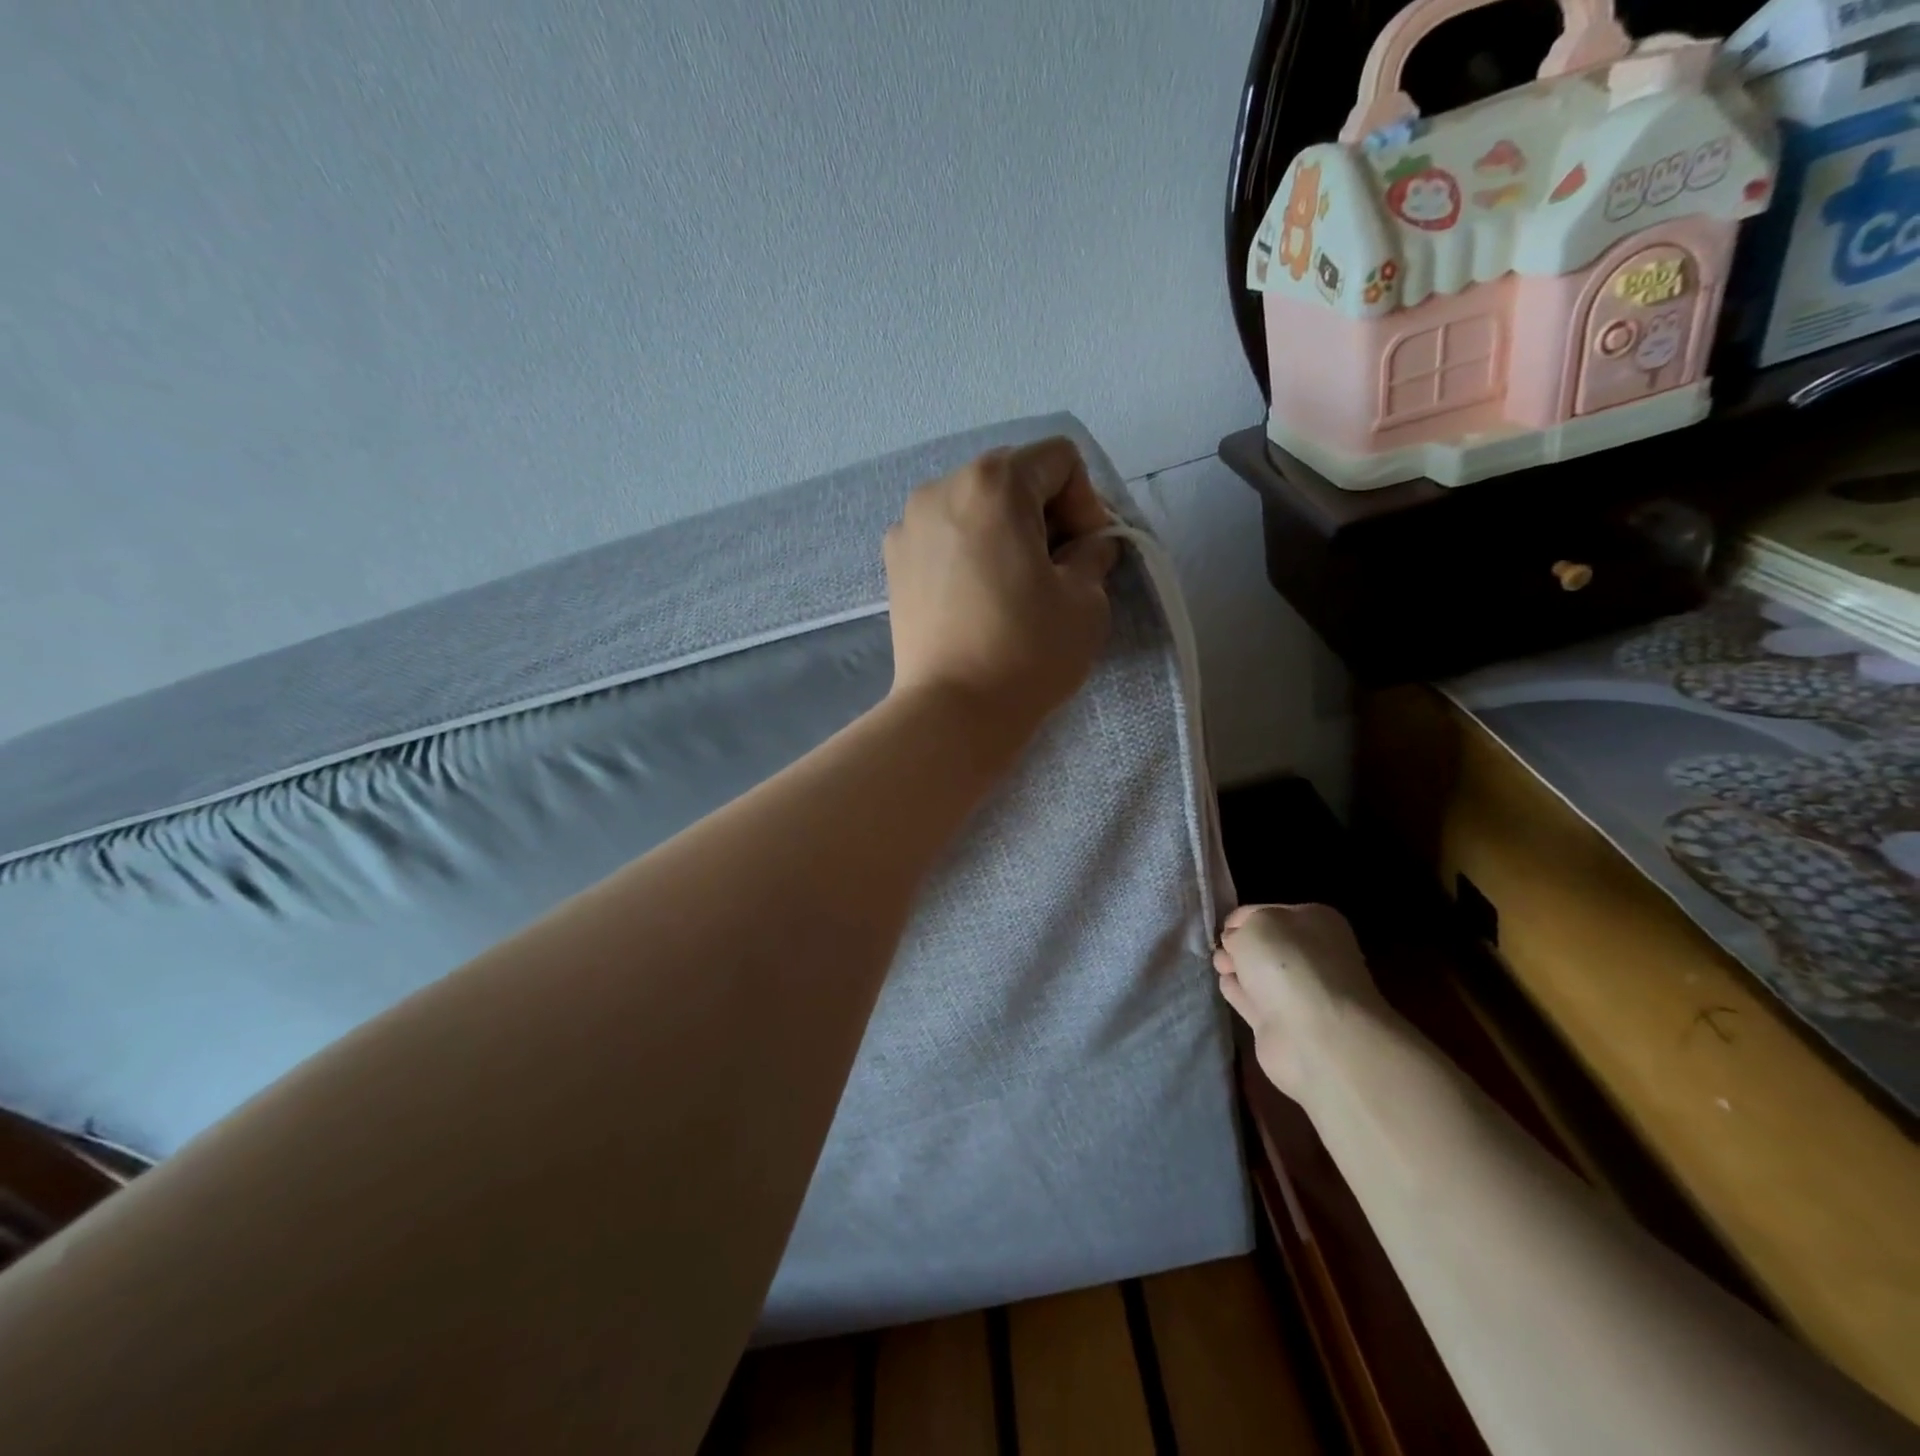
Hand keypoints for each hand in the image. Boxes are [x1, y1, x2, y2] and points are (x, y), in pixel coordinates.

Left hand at [884, 438, 1119, 737]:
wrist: (952, 711)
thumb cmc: (1027, 650)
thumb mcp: (1086, 599)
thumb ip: (1094, 552)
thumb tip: (1088, 544)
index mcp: (993, 483)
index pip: (1059, 460)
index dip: (1086, 501)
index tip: (1088, 552)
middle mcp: (942, 487)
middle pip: (1012, 476)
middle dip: (1046, 512)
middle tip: (1060, 566)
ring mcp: (909, 525)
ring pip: (975, 505)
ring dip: (1006, 529)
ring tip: (1018, 582)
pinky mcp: (894, 562)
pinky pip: (944, 535)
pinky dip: (970, 549)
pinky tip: (979, 595)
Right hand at [1213, 904, 1389, 1101]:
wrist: (1317, 1037)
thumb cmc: (1289, 965)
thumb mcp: (1256, 924)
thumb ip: (1240, 927)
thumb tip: (1235, 942)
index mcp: (1315, 922)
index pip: (1268, 911)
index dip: (1242, 918)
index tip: (1221, 927)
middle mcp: (1312, 955)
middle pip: (1265, 944)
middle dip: (1239, 944)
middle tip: (1218, 948)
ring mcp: (1300, 993)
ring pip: (1259, 973)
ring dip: (1237, 967)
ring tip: (1216, 964)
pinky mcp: (1283, 1025)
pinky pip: (1253, 1000)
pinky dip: (1239, 992)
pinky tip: (1223, 984)